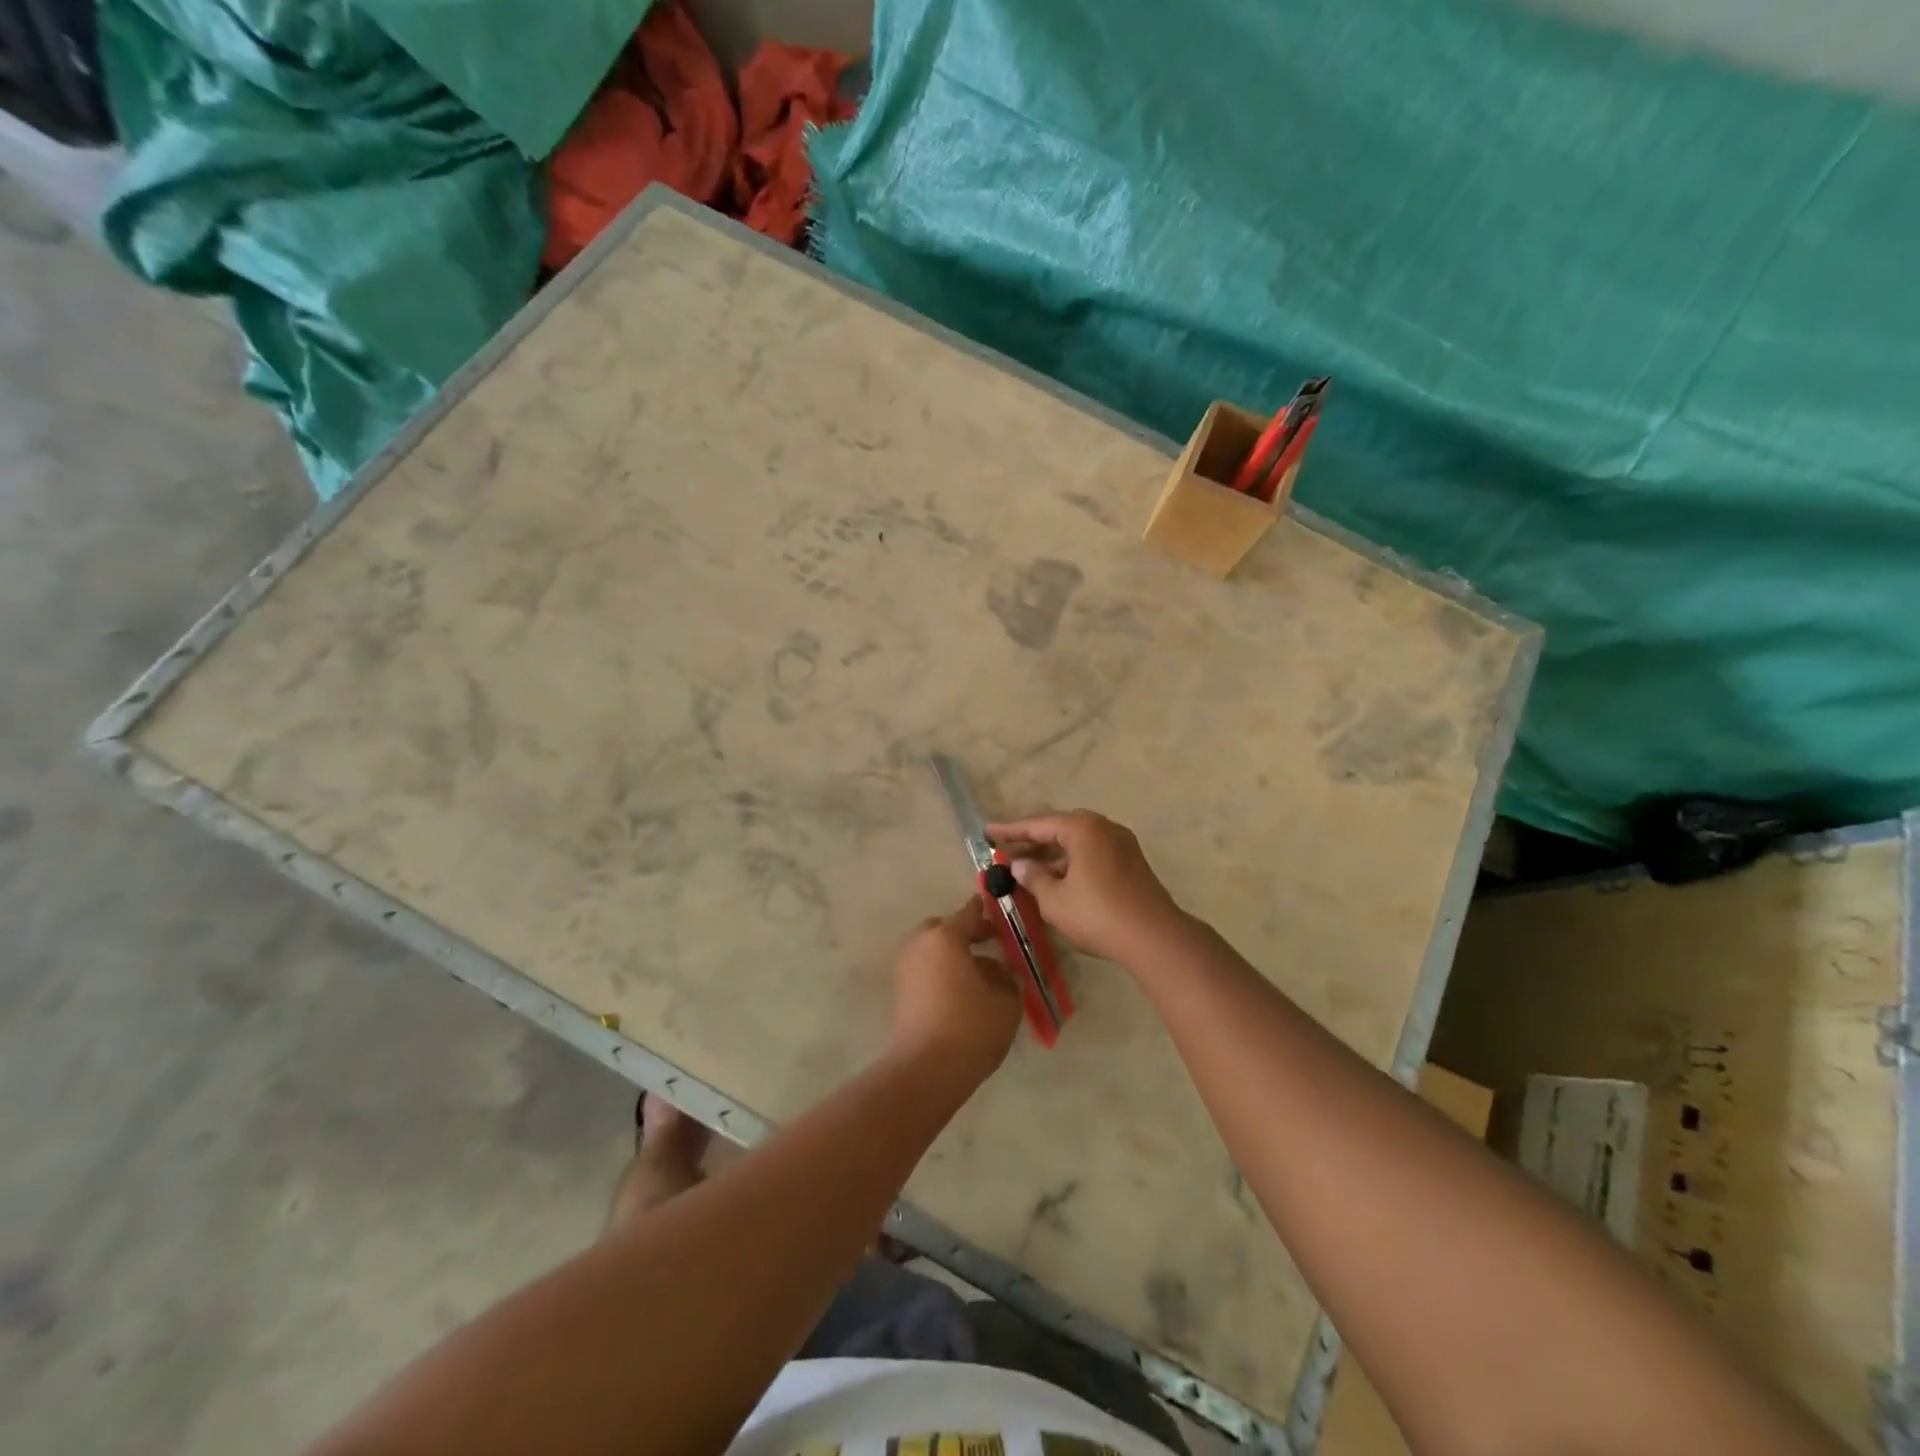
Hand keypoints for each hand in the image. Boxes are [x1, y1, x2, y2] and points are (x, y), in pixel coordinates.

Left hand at [889, 899, 1023, 1083]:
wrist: (926, 1070)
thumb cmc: (971, 1027)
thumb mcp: (1006, 999)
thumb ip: (1004, 975)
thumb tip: (995, 969)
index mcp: (945, 937)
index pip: (970, 912)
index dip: (989, 913)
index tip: (1004, 916)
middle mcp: (920, 944)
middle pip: (945, 928)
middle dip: (966, 933)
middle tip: (989, 945)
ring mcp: (906, 967)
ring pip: (933, 949)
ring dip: (952, 954)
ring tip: (978, 974)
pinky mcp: (901, 991)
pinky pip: (925, 968)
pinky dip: (941, 971)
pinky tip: (961, 992)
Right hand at [987, 810, 1185, 965]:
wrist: (1155, 938)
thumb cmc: (1098, 914)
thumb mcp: (1055, 900)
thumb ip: (1033, 878)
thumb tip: (1021, 865)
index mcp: (1082, 828)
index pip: (1037, 824)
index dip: (1009, 830)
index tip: (987, 831)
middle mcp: (1103, 827)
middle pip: (1059, 828)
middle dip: (1031, 840)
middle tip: (1006, 850)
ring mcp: (1121, 844)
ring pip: (1077, 842)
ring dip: (1051, 854)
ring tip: (1026, 869)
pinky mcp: (1131, 863)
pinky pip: (1091, 854)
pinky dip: (1070, 862)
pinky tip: (1057, 880)